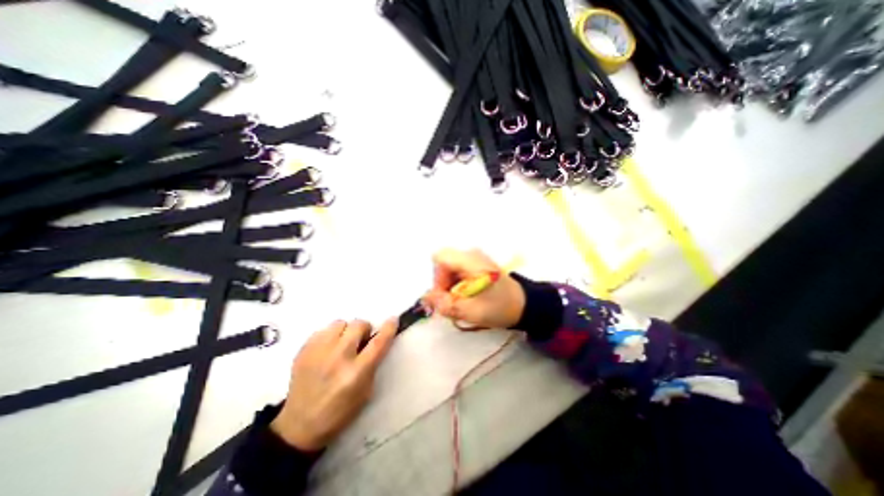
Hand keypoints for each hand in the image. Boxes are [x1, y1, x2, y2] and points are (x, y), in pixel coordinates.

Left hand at [267, 319, 394, 451]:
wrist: (299, 426)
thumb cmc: (339, 412)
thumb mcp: (365, 392)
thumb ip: (372, 364)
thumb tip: (375, 341)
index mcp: (356, 373)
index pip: (378, 343)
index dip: (388, 329)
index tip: (393, 320)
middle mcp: (337, 359)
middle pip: (358, 325)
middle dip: (363, 330)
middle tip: (359, 342)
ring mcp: (318, 353)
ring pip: (340, 323)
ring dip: (345, 332)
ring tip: (341, 345)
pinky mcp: (303, 351)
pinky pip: (323, 330)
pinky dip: (329, 336)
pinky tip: (327, 350)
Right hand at [423, 247, 522, 328]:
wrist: (523, 305)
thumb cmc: (500, 307)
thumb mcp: (472, 311)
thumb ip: (446, 304)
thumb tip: (425, 298)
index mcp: (470, 261)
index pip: (440, 257)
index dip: (437, 277)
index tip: (445, 294)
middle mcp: (471, 255)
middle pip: (443, 264)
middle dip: (443, 285)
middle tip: (452, 303)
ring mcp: (474, 259)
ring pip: (449, 269)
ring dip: (449, 287)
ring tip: (461, 302)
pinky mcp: (476, 265)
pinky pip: (457, 272)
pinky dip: (456, 285)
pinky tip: (466, 297)